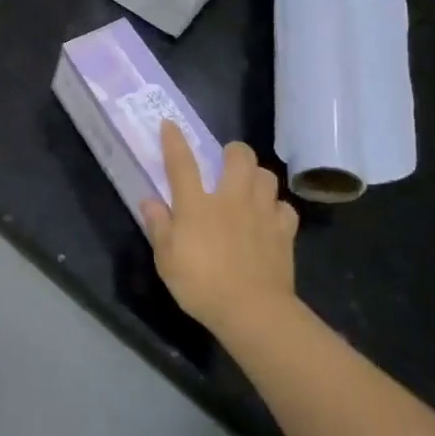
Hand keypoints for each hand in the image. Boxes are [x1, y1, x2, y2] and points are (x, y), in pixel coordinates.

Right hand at [143, 121, 299, 335]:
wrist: (252, 310)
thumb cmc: (201, 285)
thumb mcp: (166, 259)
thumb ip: (158, 226)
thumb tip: (150, 200)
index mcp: (196, 205)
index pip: (182, 163)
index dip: (174, 141)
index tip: (170, 124)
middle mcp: (230, 200)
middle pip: (239, 158)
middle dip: (233, 151)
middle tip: (225, 161)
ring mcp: (261, 213)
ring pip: (267, 176)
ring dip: (257, 176)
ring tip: (249, 186)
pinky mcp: (284, 232)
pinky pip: (284, 208)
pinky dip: (277, 208)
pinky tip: (269, 217)